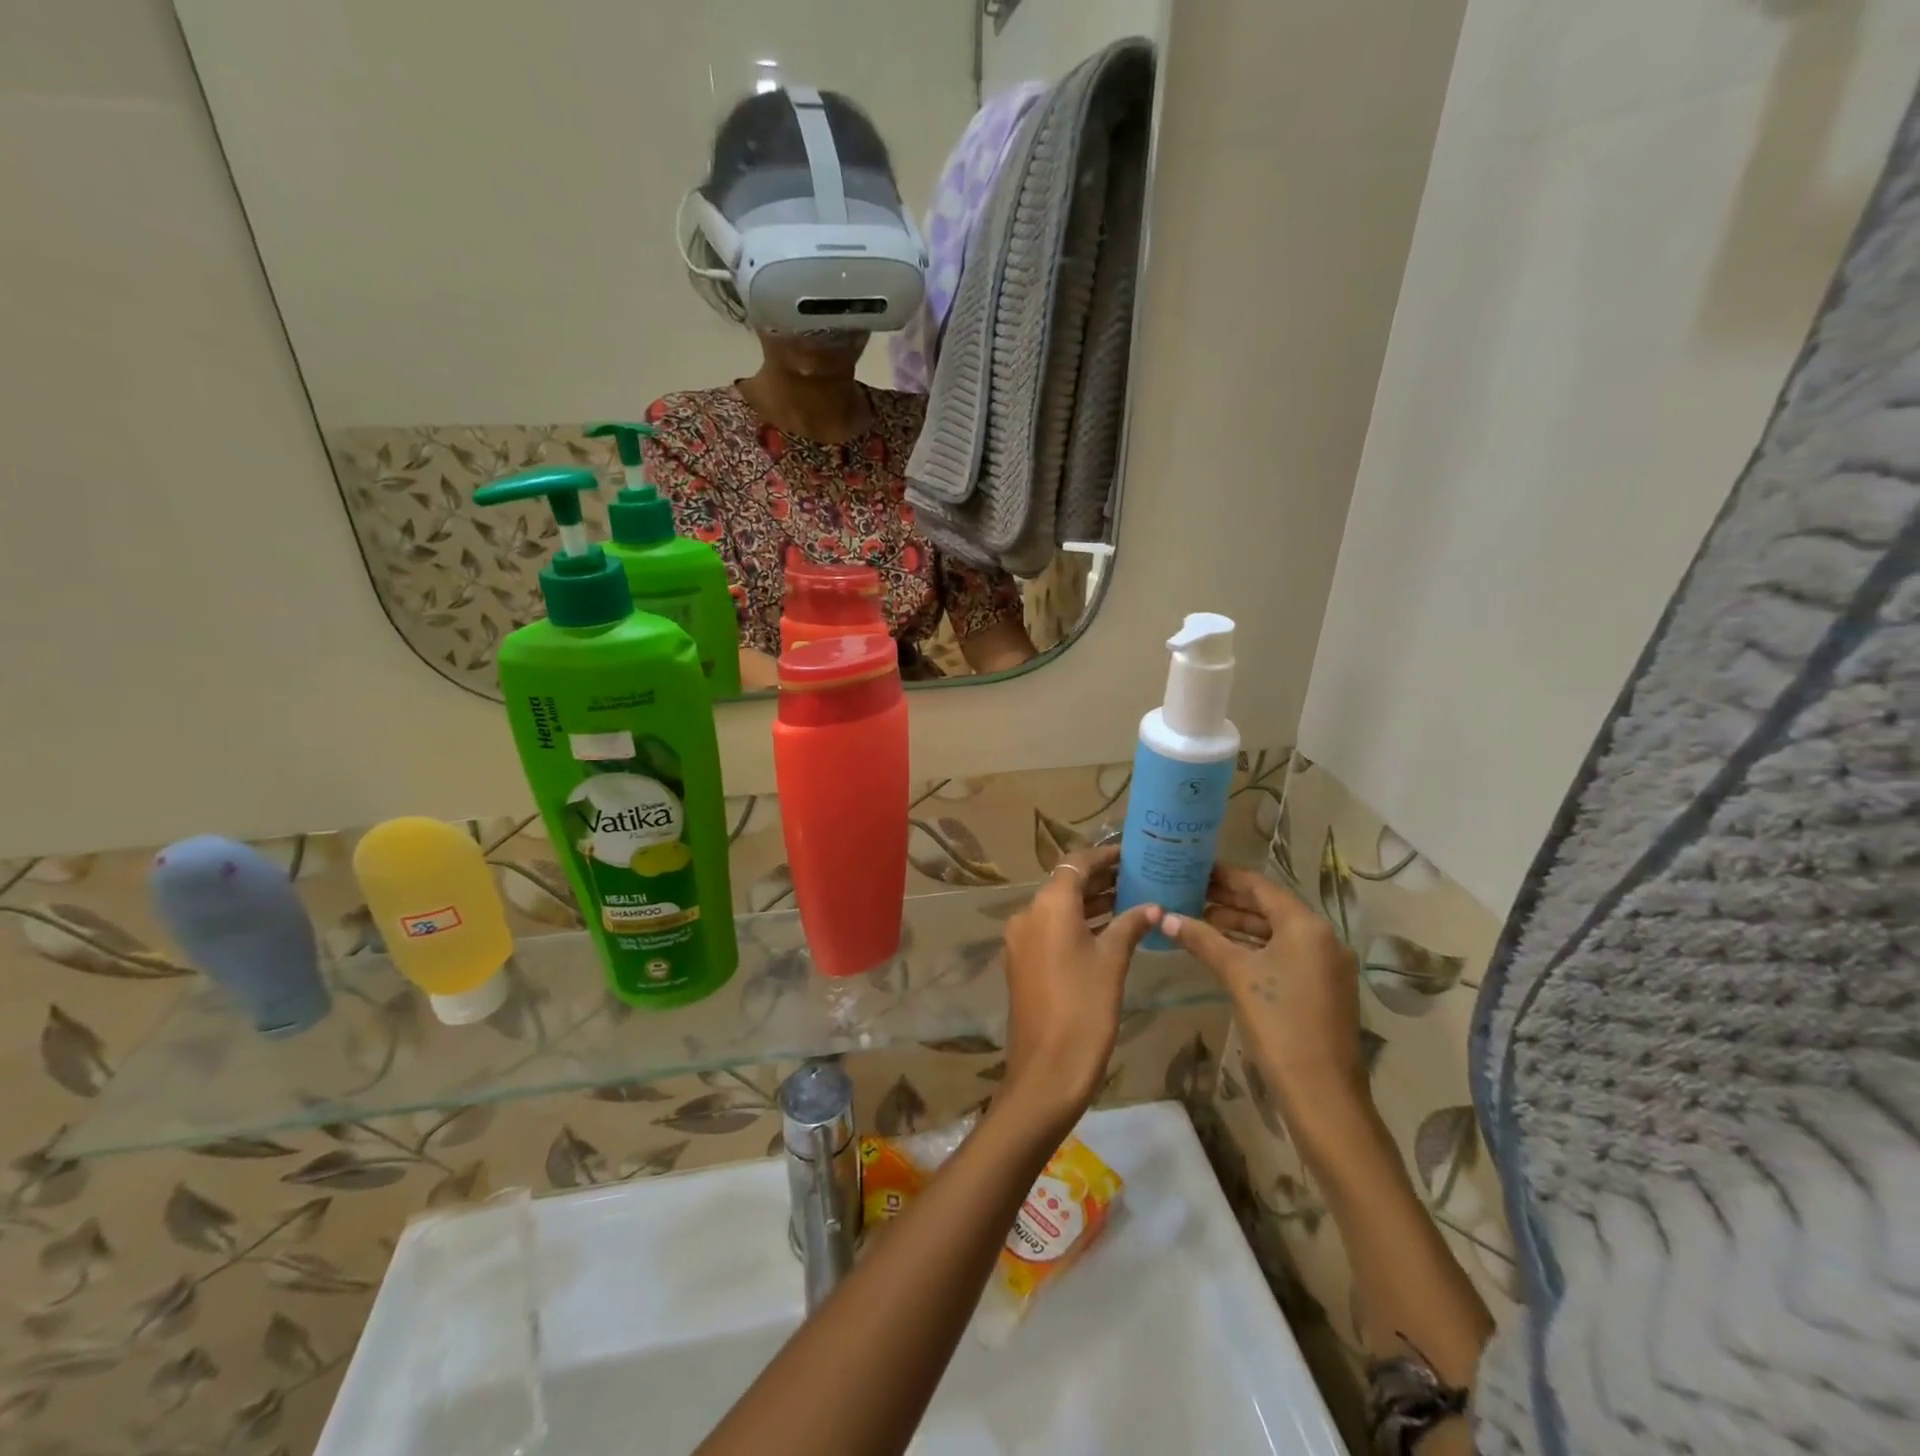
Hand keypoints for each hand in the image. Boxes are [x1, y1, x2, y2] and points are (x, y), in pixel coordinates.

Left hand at [999, 845, 1160, 1131]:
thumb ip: (1130, 926)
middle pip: (1065, 884)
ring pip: (1058, 908)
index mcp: (1049, 905)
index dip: (1104, 856)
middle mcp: (1028, 914)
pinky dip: (1076, 924)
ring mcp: (1021, 939)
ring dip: (1089, 903)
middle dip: (1100, 879)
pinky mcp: (1022, 962)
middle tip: (1137, 877)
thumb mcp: (1113, 962)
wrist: (1046, 1070)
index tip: (1131, 854)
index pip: (1076, 863)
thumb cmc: (1085, 1009)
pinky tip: (1107, 931)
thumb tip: (1152, 907)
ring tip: (1130, 901)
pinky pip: (1050, 929)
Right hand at [1162, 865, 1371, 1136]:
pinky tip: (1223, 950)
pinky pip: (1284, 954)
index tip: (1193, 867)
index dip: (1224, 876)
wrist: (1321, 1092)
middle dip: (1228, 900)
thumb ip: (1202, 939)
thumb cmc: (1278, 1022)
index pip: (1259, 886)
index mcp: (1305, 925)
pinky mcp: (1322, 988)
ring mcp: (1325, 964)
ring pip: (1275, 933)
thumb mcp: (1236, 974)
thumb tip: (1165, 916)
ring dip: (1239, 925)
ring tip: (1197, 918)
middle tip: (1188, 891)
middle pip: (1268, 907)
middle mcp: (1321, 937)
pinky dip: (1254, 947)